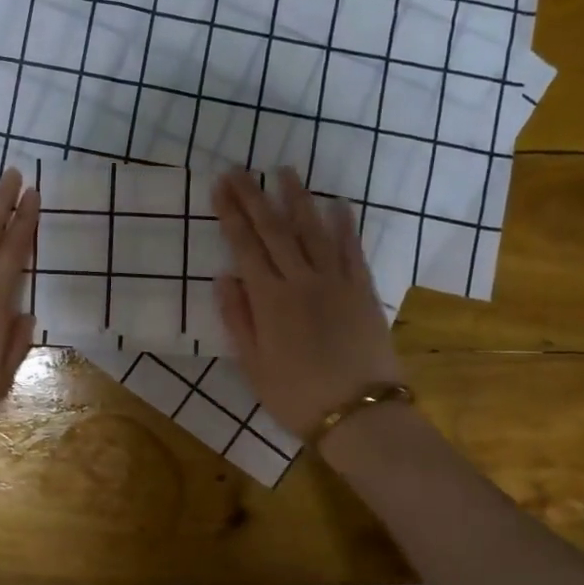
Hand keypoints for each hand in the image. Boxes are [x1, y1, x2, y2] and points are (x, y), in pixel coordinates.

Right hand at [211, 168, 403, 441]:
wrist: (360, 415)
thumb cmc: (297, 396)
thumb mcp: (253, 365)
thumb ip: (238, 318)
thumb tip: (224, 277)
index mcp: (270, 300)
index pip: (245, 247)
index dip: (231, 214)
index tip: (220, 186)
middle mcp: (302, 281)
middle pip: (275, 230)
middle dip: (254, 197)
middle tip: (239, 169)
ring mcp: (337, 282)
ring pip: (314, 231)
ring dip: (298, 199)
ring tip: (285, 171)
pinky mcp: (363, 291)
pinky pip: (352, 250)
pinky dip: (344, 225)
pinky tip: (337, 204)